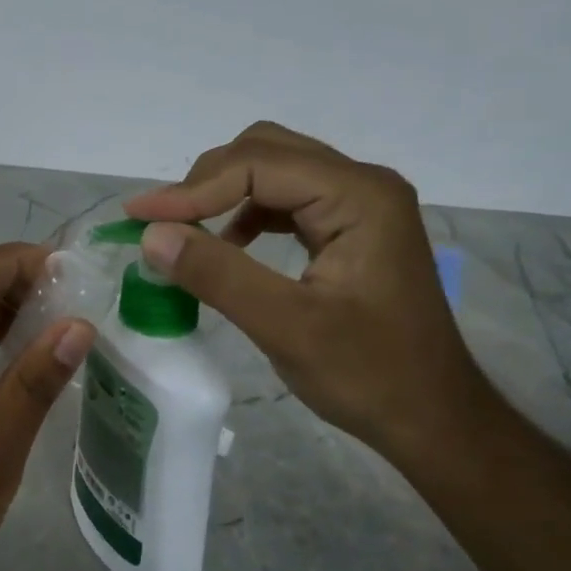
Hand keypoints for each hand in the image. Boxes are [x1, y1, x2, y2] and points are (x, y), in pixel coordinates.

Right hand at [125, 122, 493, 461]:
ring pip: (273, 171)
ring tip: (184, 233)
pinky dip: (245, 213)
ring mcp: (360, 204)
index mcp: (359, 197)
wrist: (433, 417)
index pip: (258, 165)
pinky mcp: (351, 228)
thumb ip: (218, 276)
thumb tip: (151, 235)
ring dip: (222, 194)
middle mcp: (362, 185)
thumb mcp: (287, 328)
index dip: (191, 190)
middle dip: (205, 183)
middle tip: (160, 224)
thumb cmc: (370, 376)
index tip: (137, 219)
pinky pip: (286, 200)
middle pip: (265, 152)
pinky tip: (228, 246)